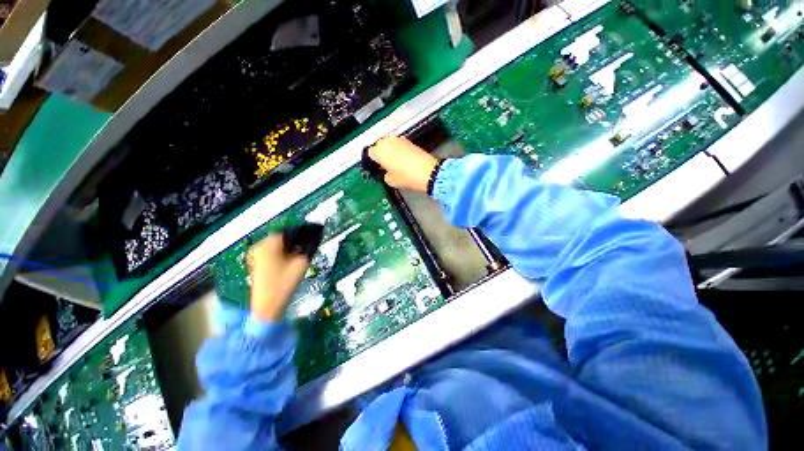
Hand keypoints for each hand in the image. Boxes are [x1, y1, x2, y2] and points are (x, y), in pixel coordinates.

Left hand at [248, 234, 310, 321]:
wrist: (267, 308)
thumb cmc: (283, 286)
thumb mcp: (301, 264)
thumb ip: (310, 247)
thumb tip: (317, 237)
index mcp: (268, 245)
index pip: (290, 231)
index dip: (305, 231)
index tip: (317, 231)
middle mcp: (259, 247)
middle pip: (284, 236)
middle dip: (299, 238)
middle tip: (313, 241)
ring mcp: (256, 255)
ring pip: (279, 244)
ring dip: (292, 244)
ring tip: (306, 249)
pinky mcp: (257, 263)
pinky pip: (273, 250)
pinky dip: (285, 251)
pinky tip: (294, 256)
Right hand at [369, 136, 437, 191]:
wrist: (427, 172)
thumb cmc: (407, 177)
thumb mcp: (391, 181)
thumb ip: (384, 175)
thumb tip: (386, 172)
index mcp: (379, 151)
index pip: (370, 153)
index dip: (372, 161)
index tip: (376, 167)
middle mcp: (388, 142)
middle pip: (379, 146)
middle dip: (381, 154)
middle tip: (385, 165)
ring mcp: (399, 140)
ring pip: (389, 144)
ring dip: (390, 151)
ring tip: (395, 163)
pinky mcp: (409, 141)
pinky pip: (399, 145)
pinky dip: (399, 150)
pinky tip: (403, 160)